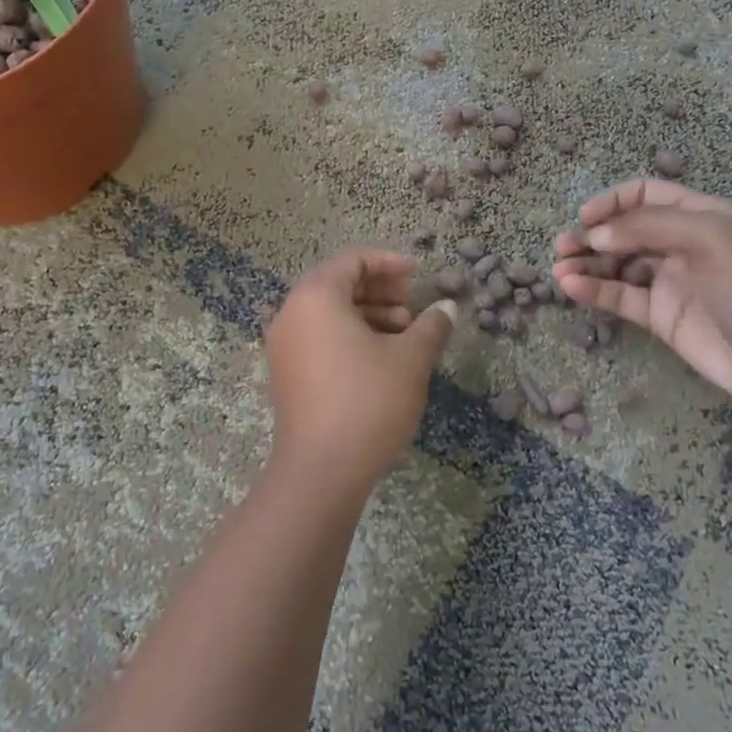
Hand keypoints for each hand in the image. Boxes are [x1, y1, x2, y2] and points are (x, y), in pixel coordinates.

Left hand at [264, 249, 457, 493]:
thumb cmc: (368, 401)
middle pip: (338, 284)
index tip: (419, 275)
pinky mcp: (286, 374)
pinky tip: (381, 358)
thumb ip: (431, 326)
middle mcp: (291, 313)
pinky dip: (350, 336)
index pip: (352, 260)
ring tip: (404, 335)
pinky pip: (319, 337)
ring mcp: (284, 346)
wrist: (321, 470)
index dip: (389, 262)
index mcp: (316, 297)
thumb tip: (447, 308)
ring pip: (329, 313)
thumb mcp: (410, 359)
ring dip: (369, 314)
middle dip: (380, 289)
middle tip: (412, 306)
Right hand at [552, 182, 731, 414]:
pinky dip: (594, 291)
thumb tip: (597, 233)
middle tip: (562, 246)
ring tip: (558, 269)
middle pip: (625, 230)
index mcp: (700, 216)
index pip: (646, 195)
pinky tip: (571, 288)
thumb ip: (650, 227)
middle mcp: (681, 245)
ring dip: (587, 263)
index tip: (586, 218)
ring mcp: (670, 283)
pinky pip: (620, 298)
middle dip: (592, 235)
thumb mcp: (711, 238)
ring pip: (617, 265)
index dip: (613, 202)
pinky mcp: (661, 318)